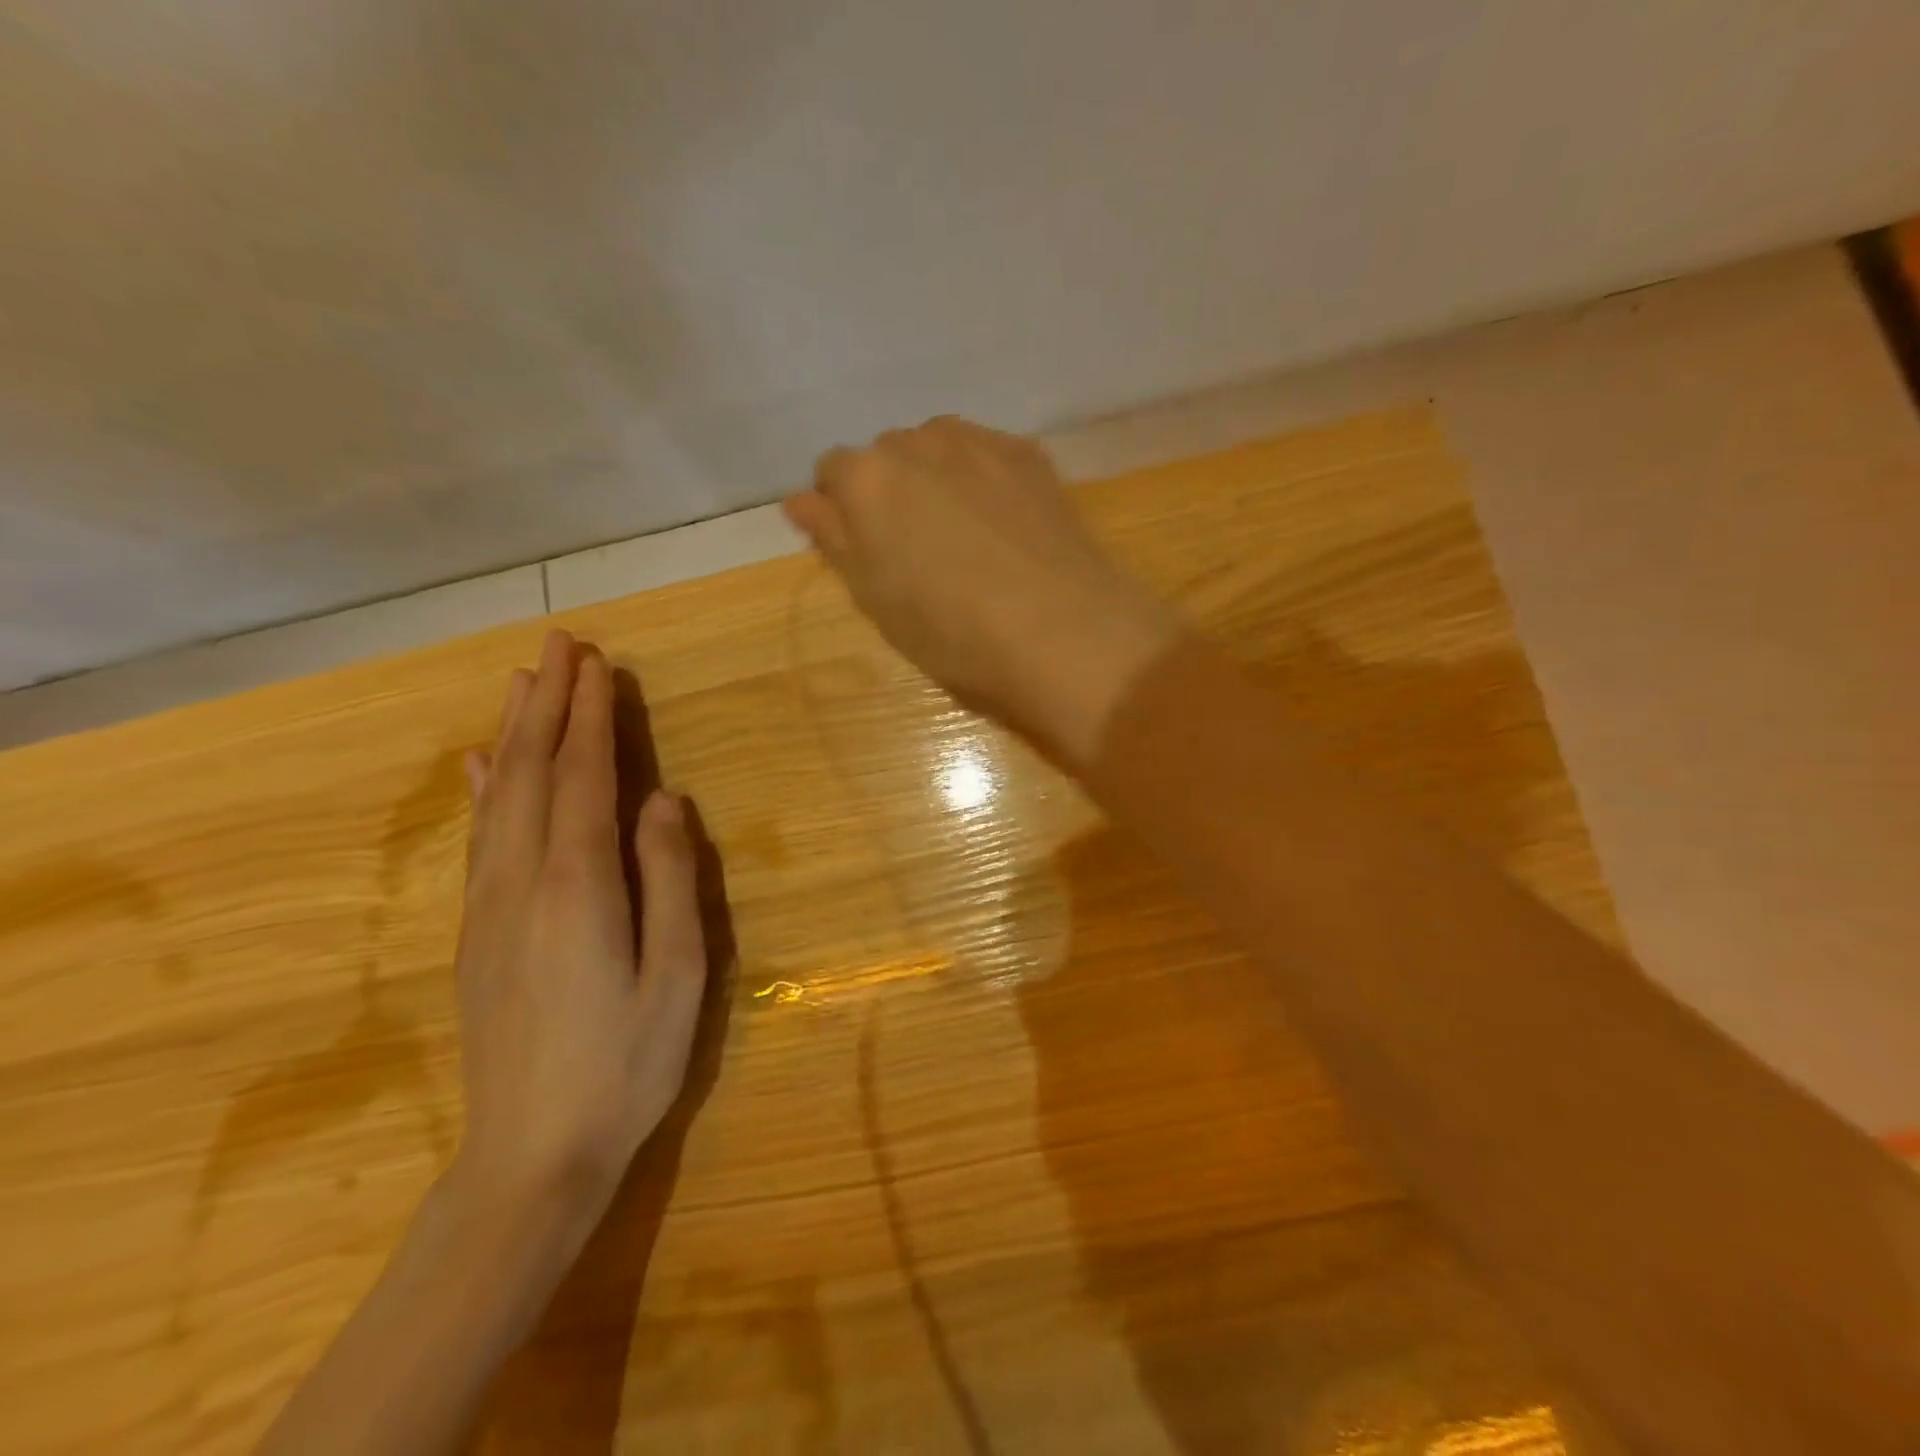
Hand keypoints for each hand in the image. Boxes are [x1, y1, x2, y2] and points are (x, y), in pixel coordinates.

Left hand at [450, 629, 706, 1235]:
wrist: (533, 1155)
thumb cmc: (627, 1062)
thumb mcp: (678, 972)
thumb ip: (668, 877)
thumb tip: (662, 799)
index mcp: (578, 886)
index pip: (584, 778)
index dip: (590, 716)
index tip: (597, 663)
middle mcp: (522, 881)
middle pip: (534, 773)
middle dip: (549, 704)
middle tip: (561, 646)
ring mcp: (490, 907)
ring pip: (499, 798)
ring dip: (515, 733)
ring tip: (523, 682)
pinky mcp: (477, 933)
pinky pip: (480, 839)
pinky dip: (483, 790)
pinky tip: (480, 765)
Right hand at [784, 417, 1176, 765]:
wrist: (1061, 633)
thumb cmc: (953, 632)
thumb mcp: (876, 599)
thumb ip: (834, 539)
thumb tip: (801, 500)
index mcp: (868, 478)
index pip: (833, 473)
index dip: (844, 512)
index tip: (868, 552)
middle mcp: (918, 441)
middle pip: (887, 456)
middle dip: (892, 492)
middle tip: (920, 551)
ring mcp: (980, 442)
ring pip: (938, 449)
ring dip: (937, 480)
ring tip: (965, 536)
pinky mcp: (1030, 454)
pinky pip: (987, 455)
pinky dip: (983, 480)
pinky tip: (1005, 526)